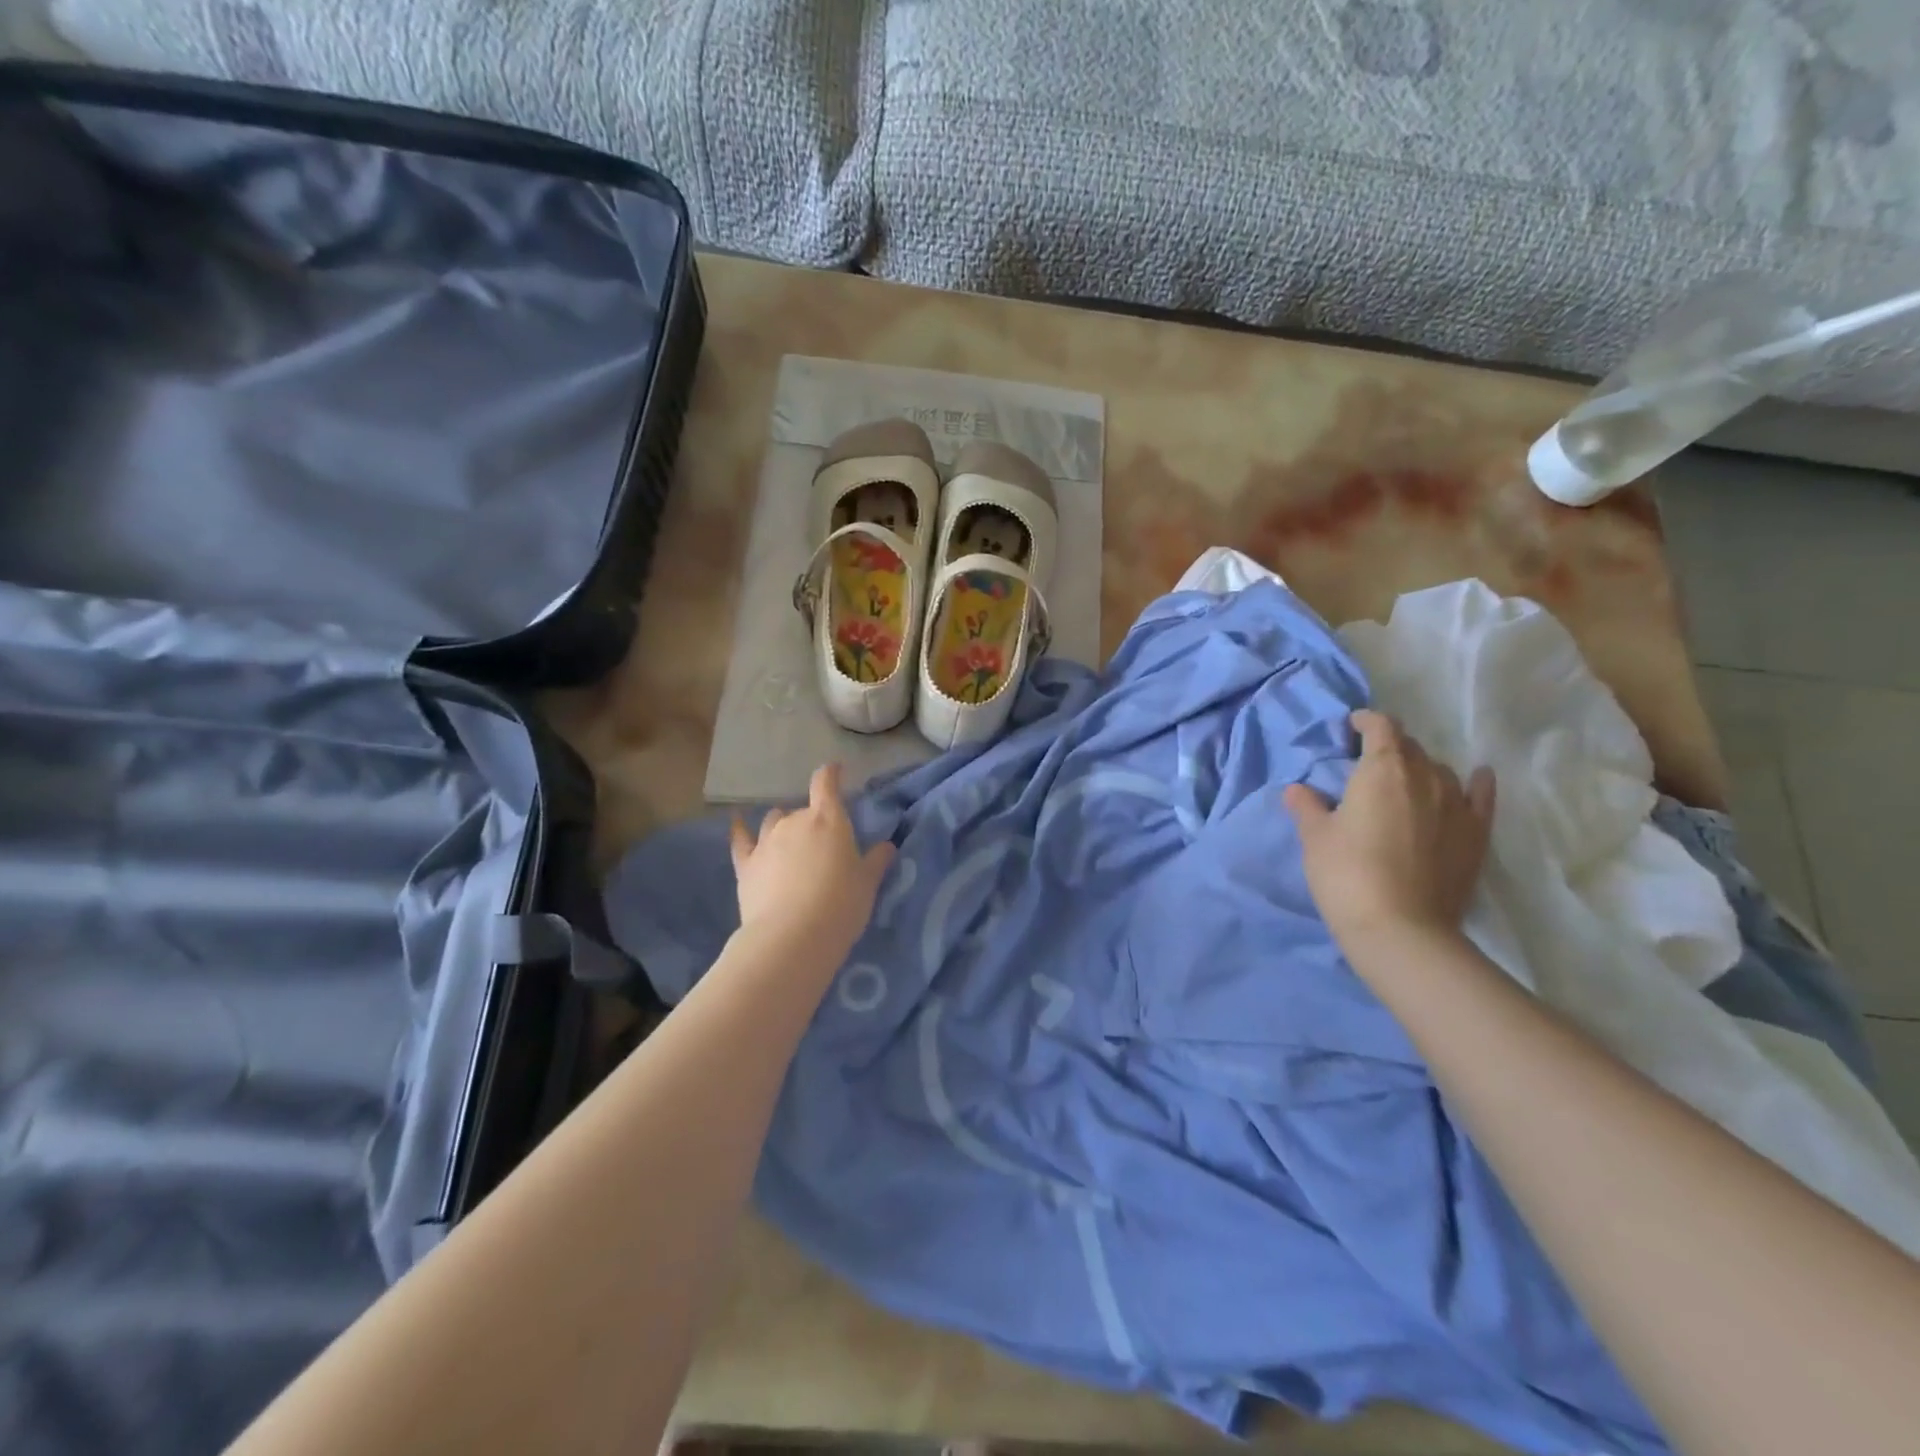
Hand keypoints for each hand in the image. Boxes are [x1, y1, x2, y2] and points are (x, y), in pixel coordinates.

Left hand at [729, 763, 895, 965]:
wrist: (792, 938)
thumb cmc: (841, 905)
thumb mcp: (867, 884)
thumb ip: (876, 861)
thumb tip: (886, 846)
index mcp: (829, 820)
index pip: (826, 783)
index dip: (830, 774)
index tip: (835, 770)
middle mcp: (795, 822)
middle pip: (803, 810)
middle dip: (812, 820)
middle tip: (823, 845)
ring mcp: (766, 841)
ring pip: (774, 821)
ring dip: (783, 826)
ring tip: (791, 844)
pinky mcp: (746, 864)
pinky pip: (740, 839)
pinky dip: (740, 829)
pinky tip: (737, 823)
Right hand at [1282, 710, 1494, 951]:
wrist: (1401, 929)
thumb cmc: (1347, 874)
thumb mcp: (1315, 838)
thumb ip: (1307, 807)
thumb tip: (1298, 790)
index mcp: (1383, 770)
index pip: (1381, 727)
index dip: (1366, 722)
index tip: (1351, 728)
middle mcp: (1426, 777)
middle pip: (1410, 747)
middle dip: (1389, 747)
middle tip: (1367, 764)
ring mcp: (1457, 805)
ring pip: (1441, 770)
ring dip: (1420, 769)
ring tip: (1403, 784)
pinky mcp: (1477, 834)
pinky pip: (1481, 796)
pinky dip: (1476, 783)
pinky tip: (1476, 777)